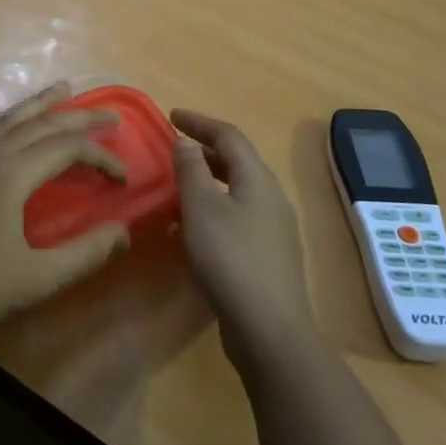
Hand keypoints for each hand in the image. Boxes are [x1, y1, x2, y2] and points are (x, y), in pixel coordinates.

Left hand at [0, 82, 130, 349]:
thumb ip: (86, 253)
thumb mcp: (39, 278)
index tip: (123, 178)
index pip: (68, 150)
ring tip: (62, 88)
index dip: (101, 157)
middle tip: (110, 116)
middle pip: (41, 126)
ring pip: (4, 121)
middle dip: (79, 118)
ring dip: (36, 104)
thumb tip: (124, 231)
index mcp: (13, 175)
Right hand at [171, 109, 313, 367]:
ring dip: (208, 180)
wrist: (269, 329)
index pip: (229, 135)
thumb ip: (191, 170)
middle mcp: (271, 197)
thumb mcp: (201, 208)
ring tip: (179, 186)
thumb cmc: (230, 259)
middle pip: (237, 161)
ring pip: (237, 190)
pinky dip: (214, 208)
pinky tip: (194, 229)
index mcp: (257, 179)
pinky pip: (238, 216)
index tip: (171, 115)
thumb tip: (185, 141)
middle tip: (174, 148)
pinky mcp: (269, 255)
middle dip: (205, 149)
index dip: (199, 122)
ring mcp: (274, 228)